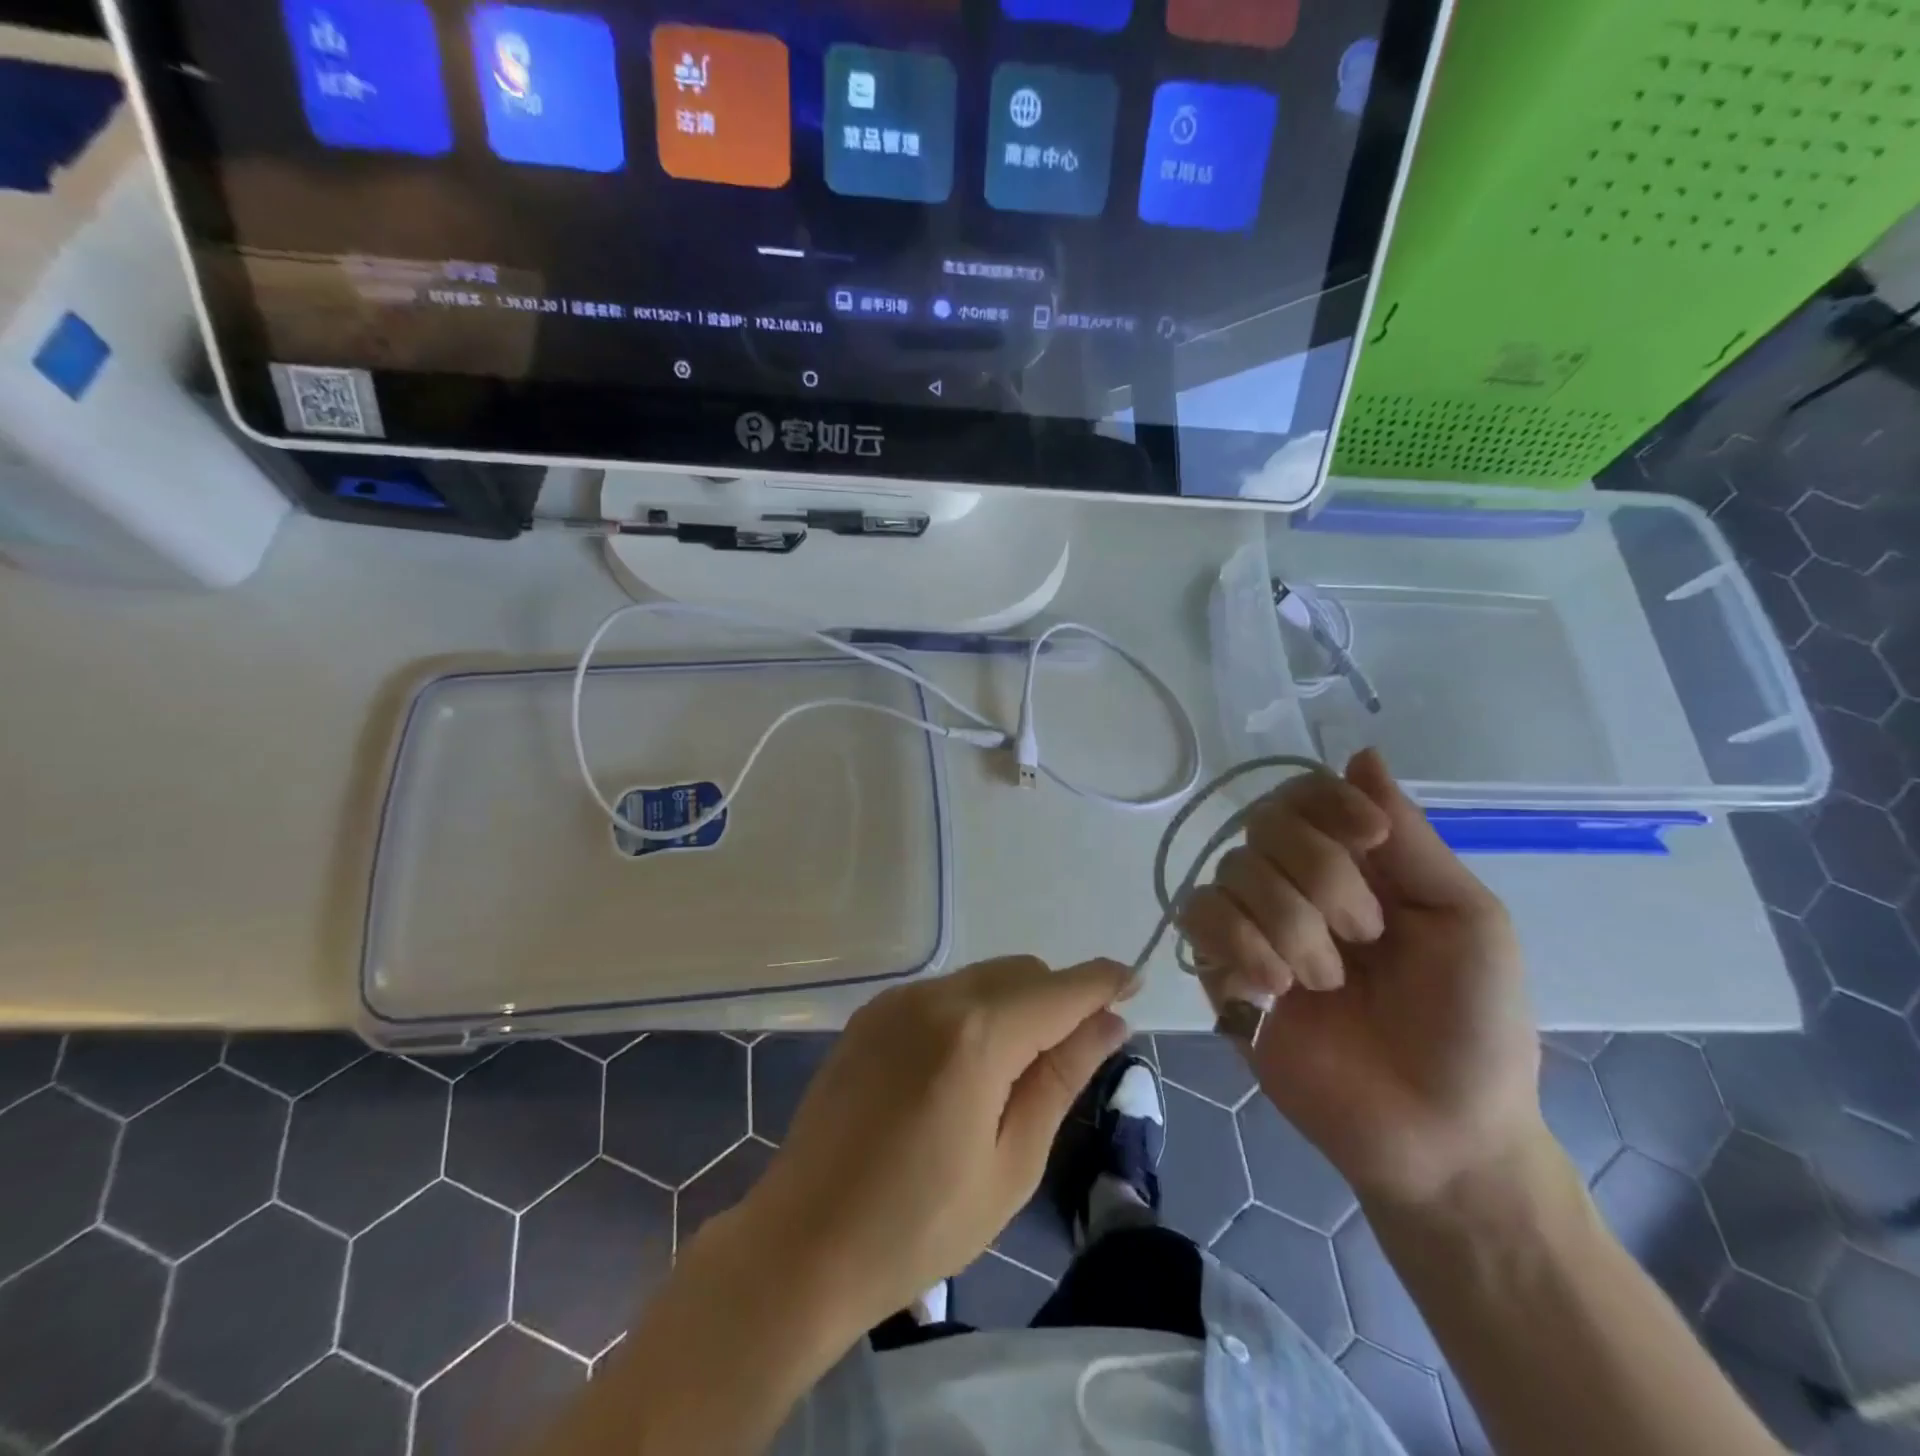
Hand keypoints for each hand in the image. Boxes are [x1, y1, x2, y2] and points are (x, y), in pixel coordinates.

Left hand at [718, 956, 1128, 1336]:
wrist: (802, 1243)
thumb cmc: (919, 1224)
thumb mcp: (1011, 1163)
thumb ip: (1060, 1077)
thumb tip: (1109, 1022)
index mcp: (976, 1035)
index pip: (1058, 989)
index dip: (1101, 981)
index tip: (1133, 982)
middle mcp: (934, 997)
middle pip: (1020, 971)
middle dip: (1058, 998)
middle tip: (1072, 1055)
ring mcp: (896, 1001)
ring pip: (981, 977)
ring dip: (1015, 1004)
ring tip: (1012, 1074)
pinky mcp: (871, 1014)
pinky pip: (943, 992)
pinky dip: (973, 1011)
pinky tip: (962, 1069)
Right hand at [1179, 749, 1543, 1209]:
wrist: (1438, 1135)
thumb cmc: (1472, 1027)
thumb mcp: (1468, 922)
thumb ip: (1410, 841)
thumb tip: (1362, 754)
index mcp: (1356, 865)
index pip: (1308, 794)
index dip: (1327, 803)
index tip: (1370, 840)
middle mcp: (1296, 884)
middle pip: (1264, 824)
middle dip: (1319, 877)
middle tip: (1365, 936)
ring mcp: (1254, 927)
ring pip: (1231, 873)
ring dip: (1287, 926)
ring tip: (1325, 984)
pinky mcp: (1220, 971)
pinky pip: (1199, 920)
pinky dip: (1239, 947)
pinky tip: (1273, 990)